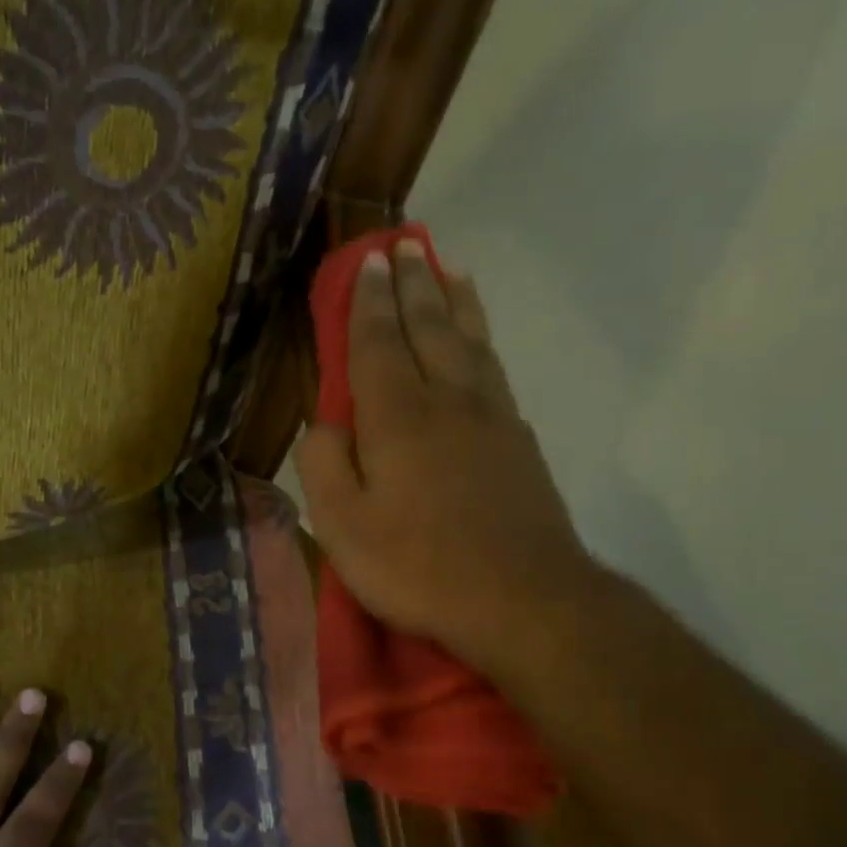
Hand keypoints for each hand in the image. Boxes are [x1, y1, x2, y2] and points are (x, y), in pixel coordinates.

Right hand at [297, 238, 594, 679]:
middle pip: (429, 328)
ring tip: (449, 267)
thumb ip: (323, 466)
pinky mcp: (520, 442)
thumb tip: (324, 423)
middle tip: (407, 246)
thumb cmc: (419, 567)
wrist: (523, 600)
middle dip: (414, 284)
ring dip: (455, 301)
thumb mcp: (342, 527)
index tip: (369, 261)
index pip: (377, 343)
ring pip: (470, 341)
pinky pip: (495, 370)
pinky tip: (479, 340)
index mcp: (398, 417)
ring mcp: (492, 418)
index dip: (370, 301)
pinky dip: (483, 340)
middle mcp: (447, 400)